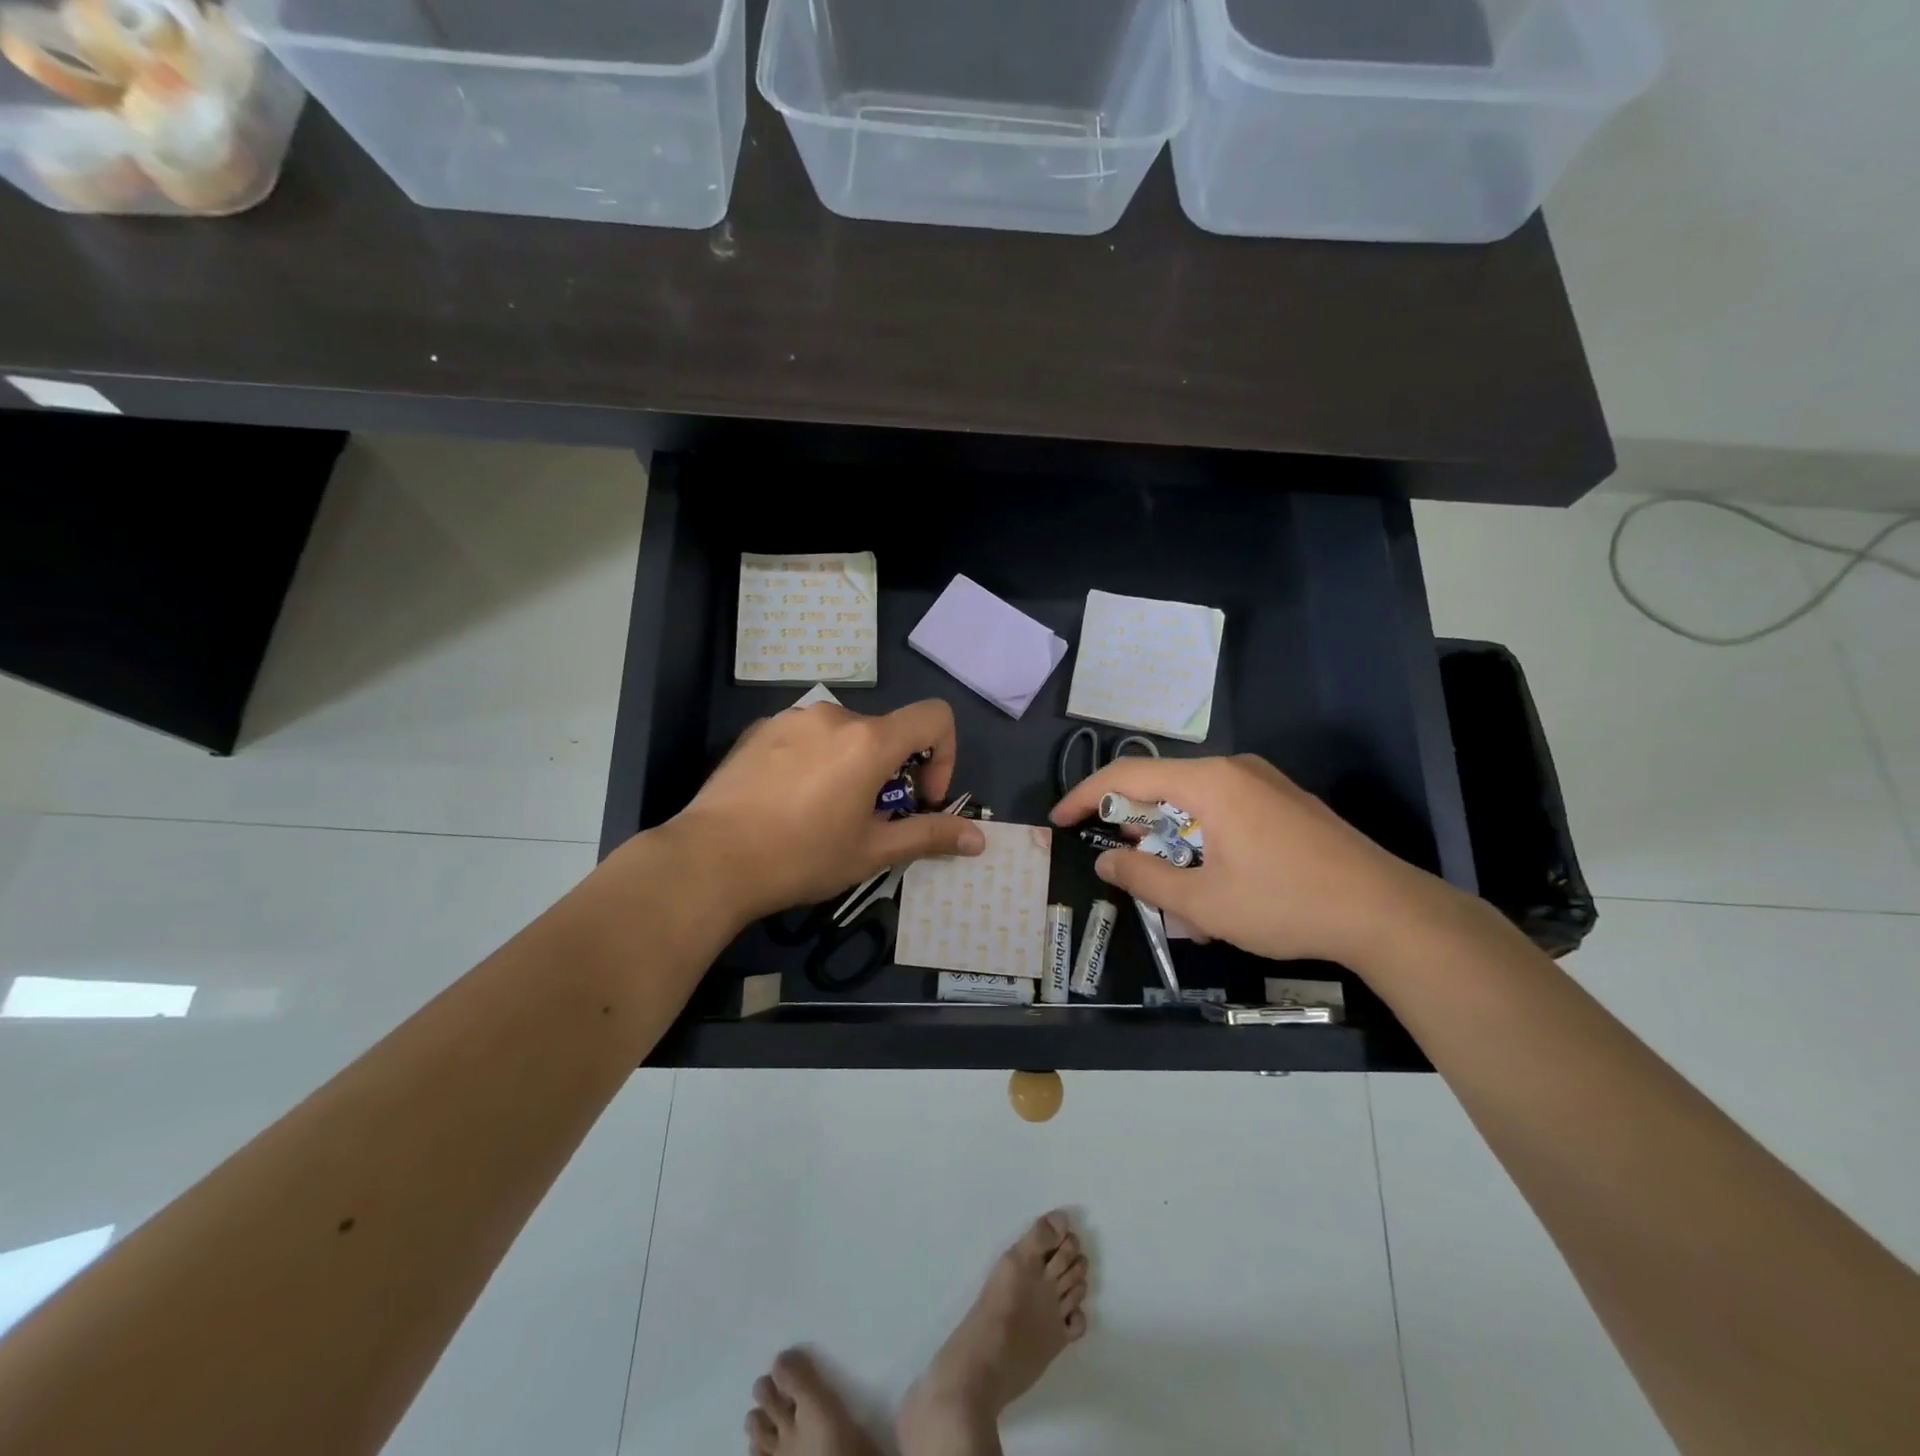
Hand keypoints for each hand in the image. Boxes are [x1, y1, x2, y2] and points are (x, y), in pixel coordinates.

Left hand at [670, 698, 984, 924]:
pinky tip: (789, 802)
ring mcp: (791, 718)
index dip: (944, 755)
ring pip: (844, 734)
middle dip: (893, 772)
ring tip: (826, 813)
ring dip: (853, 766)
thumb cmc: (801, 857)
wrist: (709, 860)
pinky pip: (806, 737)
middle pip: (886, 732)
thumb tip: (979, 839)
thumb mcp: (872, 851)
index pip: (934, 717)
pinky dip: (816, 760)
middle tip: (870, 820)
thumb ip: (929, 836)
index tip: (920, 798)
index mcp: (869, 740)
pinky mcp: (759, 730)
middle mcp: (833, 715)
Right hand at [1050, 753, 1458, 968]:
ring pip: (1195, 806)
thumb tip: (1106, 863)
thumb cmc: (1286, 904)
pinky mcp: (1285, 804)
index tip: (1059, 821)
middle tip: (1125, 869)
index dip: (1085, 797)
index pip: (1127, 776)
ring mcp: (1264, 784)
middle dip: (1137, 831)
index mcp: (1209, 783)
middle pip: (1162, 789)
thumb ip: (1144, 879)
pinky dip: (1204, 844)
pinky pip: (1226, 814)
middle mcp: (1234, 770)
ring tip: (1178, 897)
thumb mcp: (1203, 904)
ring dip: (1174, 846)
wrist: (1388, 913)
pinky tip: (1217, 889)